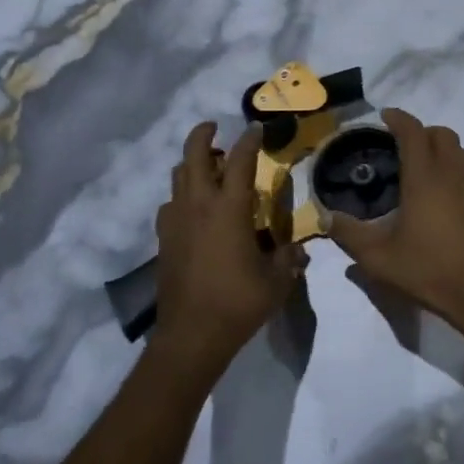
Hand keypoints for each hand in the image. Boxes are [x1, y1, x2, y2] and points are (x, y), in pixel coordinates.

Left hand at [152, 122, 305, 378]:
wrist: (191, 335)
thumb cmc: (238, 302)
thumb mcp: (276, 280)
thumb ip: (289, 258)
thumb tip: (299, 249)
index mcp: (229, 208)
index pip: (241, 161)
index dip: (250, 140)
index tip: (257, 128)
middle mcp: (199, 205)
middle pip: (194, 155)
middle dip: (204, 135)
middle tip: (215, 128)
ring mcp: (176, 221)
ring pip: (178, 176)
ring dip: (192, 164)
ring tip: (209, 168)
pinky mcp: (163, 239)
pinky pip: (170, 204)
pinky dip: (182, 195)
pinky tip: (193, 209)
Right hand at [326, 109, 463, 337]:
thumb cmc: (430, 270)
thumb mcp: (379, 258)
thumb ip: (349, 235)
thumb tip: (326, 218)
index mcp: (425, 177)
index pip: (413, 131)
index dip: (398, 119)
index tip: (385, 117)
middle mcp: (454, 173)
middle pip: (442, 135)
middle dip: (423, 133)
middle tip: (405, 148)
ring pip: (463, 154)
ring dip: (445, 152)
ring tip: (428, 171)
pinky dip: (462, 178)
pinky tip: (453, 201)